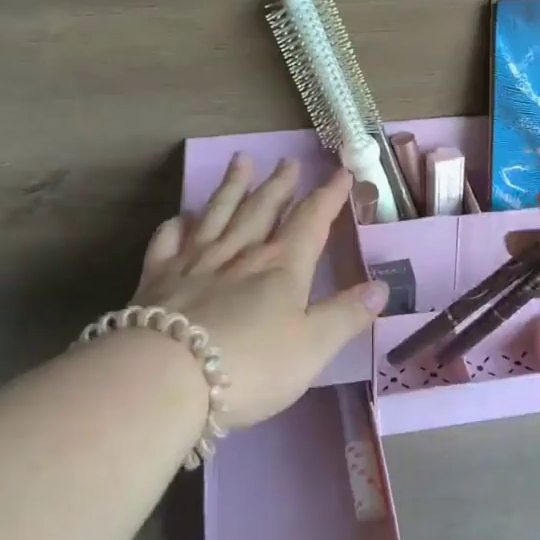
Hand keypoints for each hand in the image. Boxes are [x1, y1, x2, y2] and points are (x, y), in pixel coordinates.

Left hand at [131, 156, 387, 428]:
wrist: (166, 378)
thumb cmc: (251, 367)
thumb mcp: (313, 347)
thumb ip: (347, 315)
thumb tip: (382, 286)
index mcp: (282, 267)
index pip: (311, 221)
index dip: (328, 196)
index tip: (340, 172)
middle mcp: (240, 254)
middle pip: (263, 209)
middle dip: (279, 185)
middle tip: (288, 162)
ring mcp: (195, 262)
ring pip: (218, 214)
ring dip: (232, 187)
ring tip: (241, 162)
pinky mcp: (157, 279)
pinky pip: (168, 241)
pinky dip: (176, 225)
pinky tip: (181, 217)